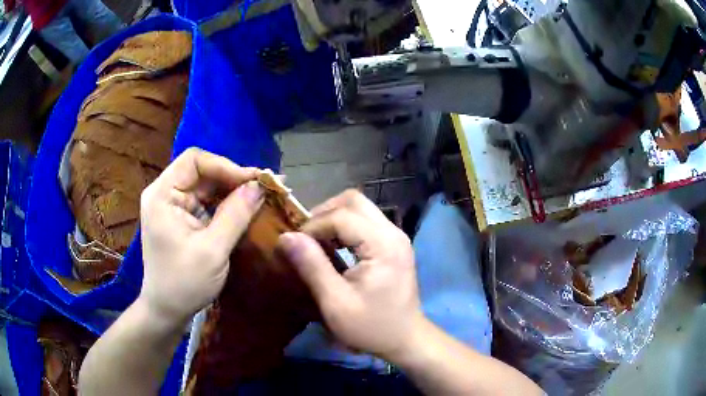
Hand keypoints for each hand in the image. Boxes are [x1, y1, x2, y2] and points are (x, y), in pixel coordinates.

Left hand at [139, 148, 263, 326]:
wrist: (168, 310)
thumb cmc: (184, 283)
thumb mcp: (213, 250)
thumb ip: (236, 215)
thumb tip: (260, 186)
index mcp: (162, 195)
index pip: (194, 161)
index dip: (225, 166)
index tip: (253, 181)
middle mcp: (165, 193)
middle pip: (201, 171)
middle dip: (232, 179)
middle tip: (264, 188)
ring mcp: (172, 205)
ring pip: (206, 186)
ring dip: (232, 191)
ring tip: (260, 197)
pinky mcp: (181, 217)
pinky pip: (206, 201)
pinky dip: (226, 204)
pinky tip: (245, 209)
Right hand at [277, 190, 422, 361]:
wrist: (405, 339)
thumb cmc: (371, 327)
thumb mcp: (335, 302)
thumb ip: (312, 266)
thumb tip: (286, 237)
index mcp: (383, 245)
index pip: (341, 216)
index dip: (313, 226)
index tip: (294, 246)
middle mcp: (393, 232)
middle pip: (353, 201)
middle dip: (324, 213)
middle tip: (305, 237)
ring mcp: (395, 236)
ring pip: (359, 208)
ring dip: (333, 219)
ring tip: (315, 242)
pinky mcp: (392, 244)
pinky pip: (364, 222)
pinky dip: (344, 228)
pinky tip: (332, 247)